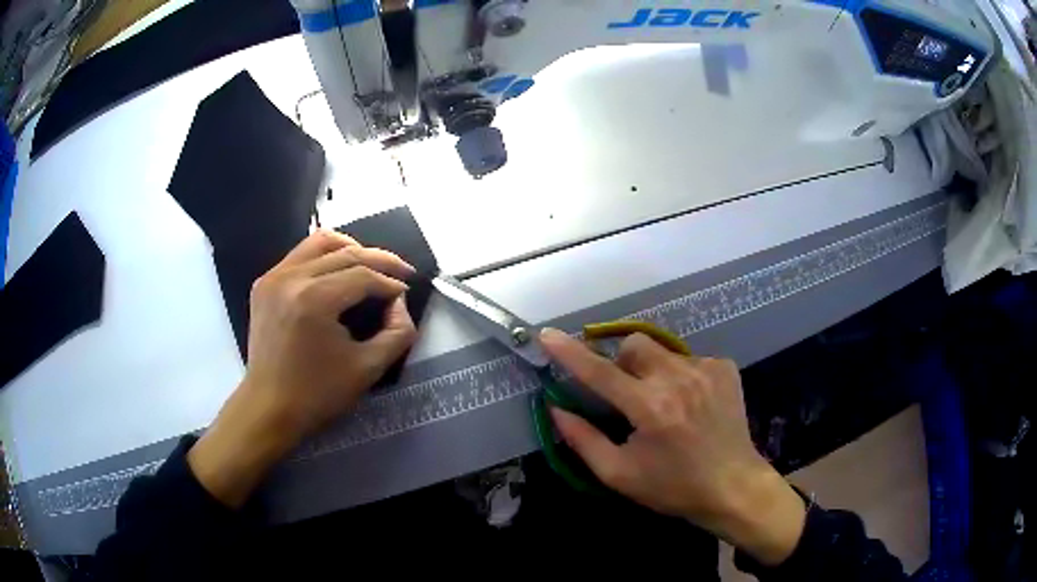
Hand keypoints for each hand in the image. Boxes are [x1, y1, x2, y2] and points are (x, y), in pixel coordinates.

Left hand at [189, 230, 417, 506]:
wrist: (268, 408)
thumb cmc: (317, 395)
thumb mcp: (368, 369)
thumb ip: (397, 333)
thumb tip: (399, 302)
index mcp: (314, 299)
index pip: (363, 275)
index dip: (390, 282)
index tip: (406, 292)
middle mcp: (291, 278)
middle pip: (345, 252)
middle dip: (379, 259)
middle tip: (401, 272)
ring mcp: (274, 277)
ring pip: (319, 242)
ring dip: (350, 248)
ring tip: (370, 264)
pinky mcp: (264, 283)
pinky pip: (299, 254)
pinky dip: (324, 257)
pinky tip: (337, 273)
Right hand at [540, 328, 805, 565]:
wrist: (733, 487)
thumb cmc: (672, 487)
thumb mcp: (619, 474)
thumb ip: (583, 440)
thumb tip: (556, 409)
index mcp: (650, 408)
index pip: (600, 372)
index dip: (570, 353)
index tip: (547, 335)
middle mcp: (678, 380)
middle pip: (633, 345)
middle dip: (621, 363)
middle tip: (626, 395)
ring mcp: (706, 369)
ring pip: (661, 351)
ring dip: (650, 371)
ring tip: (663, 403)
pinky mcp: (724, 368)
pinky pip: (688, 358)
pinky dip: (679, 375)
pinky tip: (689, 403)